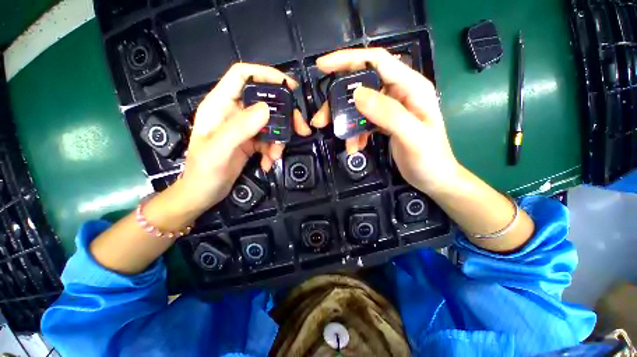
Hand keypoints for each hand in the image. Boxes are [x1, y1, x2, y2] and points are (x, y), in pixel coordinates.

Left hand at [178, 63, 311, 210]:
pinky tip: (268, 163)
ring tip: (275, 156)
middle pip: (265, 101)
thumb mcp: (218, 150)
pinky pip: (270, 140)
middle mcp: (233, 113)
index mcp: (219, 105)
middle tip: (301, 129)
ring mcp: (244, 128)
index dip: (265, 74)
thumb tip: (266, 108)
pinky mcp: (251, 142)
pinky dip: (273, 151)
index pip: (242, 76)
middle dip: (285, 115)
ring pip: (271, 123)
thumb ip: (239, 128)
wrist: (203, 194)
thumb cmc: (203, 173)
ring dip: (279, 139)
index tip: (290, 86)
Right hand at [310, 48, 458, 193]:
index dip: (348, 59)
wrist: (433, 178)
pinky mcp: (384, 123)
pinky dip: (355, 133)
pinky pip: (363, 122)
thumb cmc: (429, 159)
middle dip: (339, 101)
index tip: (322, 66)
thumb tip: (358, 95)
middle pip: (362, 86)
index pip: (376, 61)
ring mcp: (390, 108)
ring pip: (359, 106)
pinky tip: (355, 146)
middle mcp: (399, 93)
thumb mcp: (412, 136)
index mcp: (411, 87)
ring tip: (340, 138)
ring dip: (345, 121)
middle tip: (321, 119)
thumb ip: (388, 114)